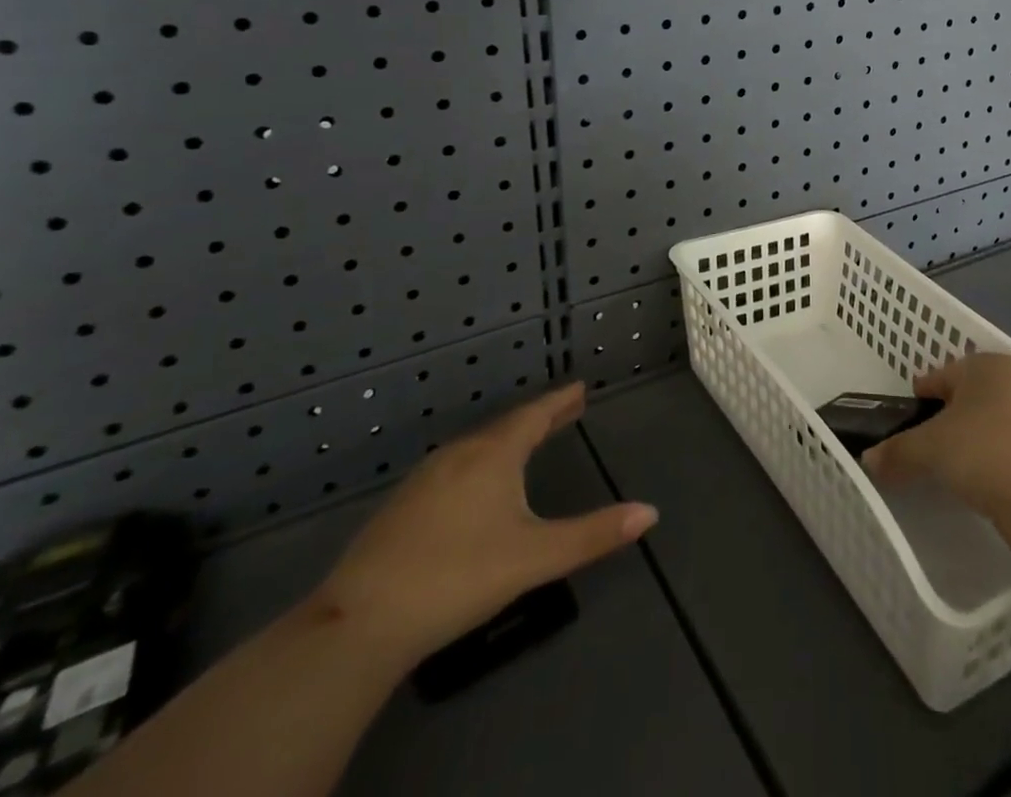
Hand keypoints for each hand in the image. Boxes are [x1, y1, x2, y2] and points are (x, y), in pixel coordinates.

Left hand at [308, 383, 656, 669]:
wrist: (359, 622)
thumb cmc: (458, 577)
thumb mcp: (535, 557)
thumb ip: (593, 534)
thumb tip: (650, 513)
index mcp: (494, 454)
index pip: (535, 415)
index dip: (560, 401)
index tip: (580, 387)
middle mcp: (460, 454)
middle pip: (508, 426)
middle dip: (540, 418)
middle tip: (566, 409)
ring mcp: (425, 479)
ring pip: (478, 447)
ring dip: (509, 439)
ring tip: (528, 443)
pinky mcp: (401, 507)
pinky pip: (455, 467)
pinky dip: (481, 461)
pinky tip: (476, 485)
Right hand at [862, 354, 1010, 517]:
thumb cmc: (983, 451)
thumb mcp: (929, 451)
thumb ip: (898, 453)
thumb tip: (869, 461)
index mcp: (984, 363)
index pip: (942, 375)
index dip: (922, 396)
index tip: (910, 418)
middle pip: (973, 394)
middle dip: (954, 415)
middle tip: (934, 445)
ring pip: (1000, 418)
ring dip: (982, 436)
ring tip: (964, 466)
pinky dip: (1006, 456)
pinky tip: (996, 479)